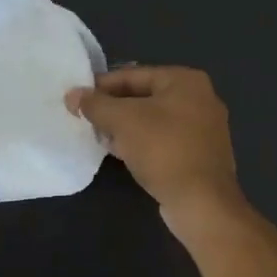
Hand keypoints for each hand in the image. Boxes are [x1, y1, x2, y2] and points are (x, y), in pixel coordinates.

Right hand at [66, 66, 243, 224]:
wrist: (201, 202)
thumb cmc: (163, 149)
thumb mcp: (122, 120)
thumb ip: (95, 104)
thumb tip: (72, 94)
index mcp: (186, 80)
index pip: (134, 75)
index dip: (102, 85)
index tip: (77, 98)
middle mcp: (200, 98)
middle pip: (145, 96)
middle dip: (114, 108)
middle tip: (86, 118)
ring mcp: (204, 128)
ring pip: (154, 120)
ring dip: (126, 127)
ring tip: (98, 136)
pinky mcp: (200, 155)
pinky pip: (164, 140)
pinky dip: (142, 143)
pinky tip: (121, 153)